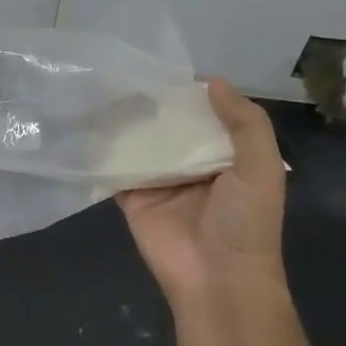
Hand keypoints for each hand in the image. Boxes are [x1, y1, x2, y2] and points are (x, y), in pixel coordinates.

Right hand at [117, 79, 286, 309]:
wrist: (217, 279)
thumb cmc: (245, 222)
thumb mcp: (261, 167)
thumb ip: (245, 123)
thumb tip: (211, 80)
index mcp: (225, 156)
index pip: (205, 116)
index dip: (188, 93)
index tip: (162, 66)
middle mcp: (190, 165)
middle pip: (168, 127)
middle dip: (151, 104)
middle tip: (123, 72)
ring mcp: (158, 180)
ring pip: (138, 143)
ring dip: (123, 121)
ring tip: (100, 87)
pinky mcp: (131, 196)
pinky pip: (114, 168)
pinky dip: (101, 150)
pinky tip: (84, 123)